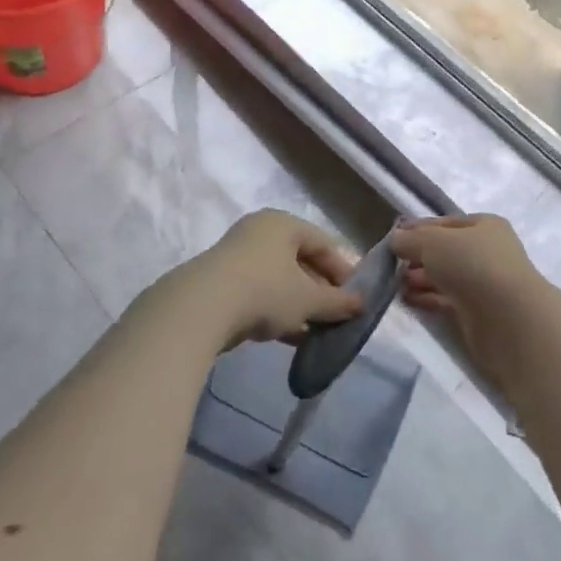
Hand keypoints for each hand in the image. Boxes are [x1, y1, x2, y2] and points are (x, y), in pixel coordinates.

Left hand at [179, 209, 363, 347]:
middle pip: (300, 260)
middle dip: (320, 290)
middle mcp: (259, 232)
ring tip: (316, 331)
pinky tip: (289, 336)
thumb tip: (361, 304)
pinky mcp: (220, 283)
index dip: (343, 270)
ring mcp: (236, 257)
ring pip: (278, 280)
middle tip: (336, 316)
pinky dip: (276, 311)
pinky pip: (258, 294)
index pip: (323, 242)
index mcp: (282, 223)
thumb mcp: (308, 299)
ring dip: (299, 304)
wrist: (199, 309)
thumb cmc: (264, 291)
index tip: (355, 298)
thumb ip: (337, 302)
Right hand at [390, 214, 548, 392]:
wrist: (509, 319)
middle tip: (392, 264)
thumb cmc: (472, 265)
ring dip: (421, 278)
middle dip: (418, 256)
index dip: (418, 228)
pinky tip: (407, 299)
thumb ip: (410, 239)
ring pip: (446, 276)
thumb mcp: (432, 242)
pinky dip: (428, 298)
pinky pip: (447, 300)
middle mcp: (487, 252)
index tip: (393, 238)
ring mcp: (485, 284)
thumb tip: (395, 239)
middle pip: (445, 251)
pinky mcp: (479, 313)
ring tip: (395, 283)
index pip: (445, 223)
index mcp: (485, 226)